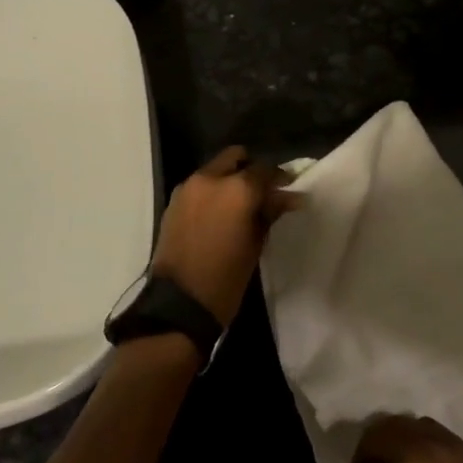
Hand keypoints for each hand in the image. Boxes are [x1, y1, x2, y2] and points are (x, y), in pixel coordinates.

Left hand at [150, 146, 297, 326]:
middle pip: (236, 157)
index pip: (265, 169)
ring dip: (230, 178)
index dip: (280, 178)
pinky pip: (200, 184)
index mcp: (238, 188)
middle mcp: (211, 178)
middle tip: (262, 192)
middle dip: (251, 170)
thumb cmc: (226, 278)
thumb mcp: (255, 244)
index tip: (288, 190)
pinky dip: (212, 190)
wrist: (179, 304)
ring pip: (216, 169)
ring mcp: (189, 187)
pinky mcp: (174, 200)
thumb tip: (289, 197)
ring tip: (240, 203)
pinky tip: (219, 212)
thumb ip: (270, 212)